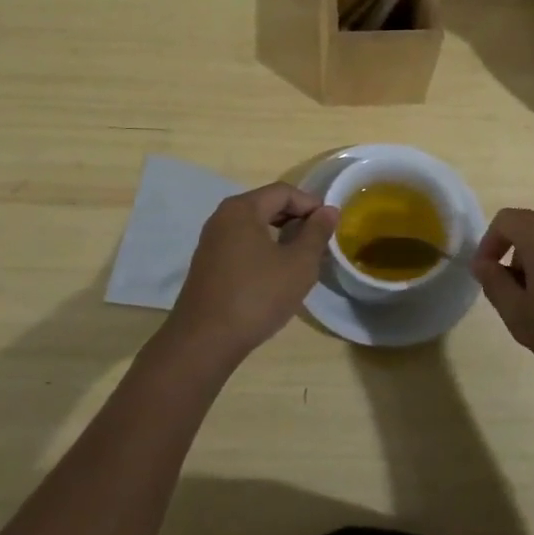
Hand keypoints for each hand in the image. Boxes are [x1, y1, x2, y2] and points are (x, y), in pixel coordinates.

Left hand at [167, 183, 338, 363]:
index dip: (311, 204)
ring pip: (254, 226)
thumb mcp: (298, 265)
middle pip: (267, 205)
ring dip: (281, 236)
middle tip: (319, 242)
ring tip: (301, 259)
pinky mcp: (207, 264)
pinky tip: (275, 275)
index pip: (284, 191)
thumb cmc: (256, 296)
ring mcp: (211, 241)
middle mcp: (222, 217)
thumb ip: (317, 233)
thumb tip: (328, 210)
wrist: (203, 342)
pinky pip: (241, 244)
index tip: (330, 226)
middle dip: (296, 219)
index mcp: (242, 209)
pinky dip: (263, 250)